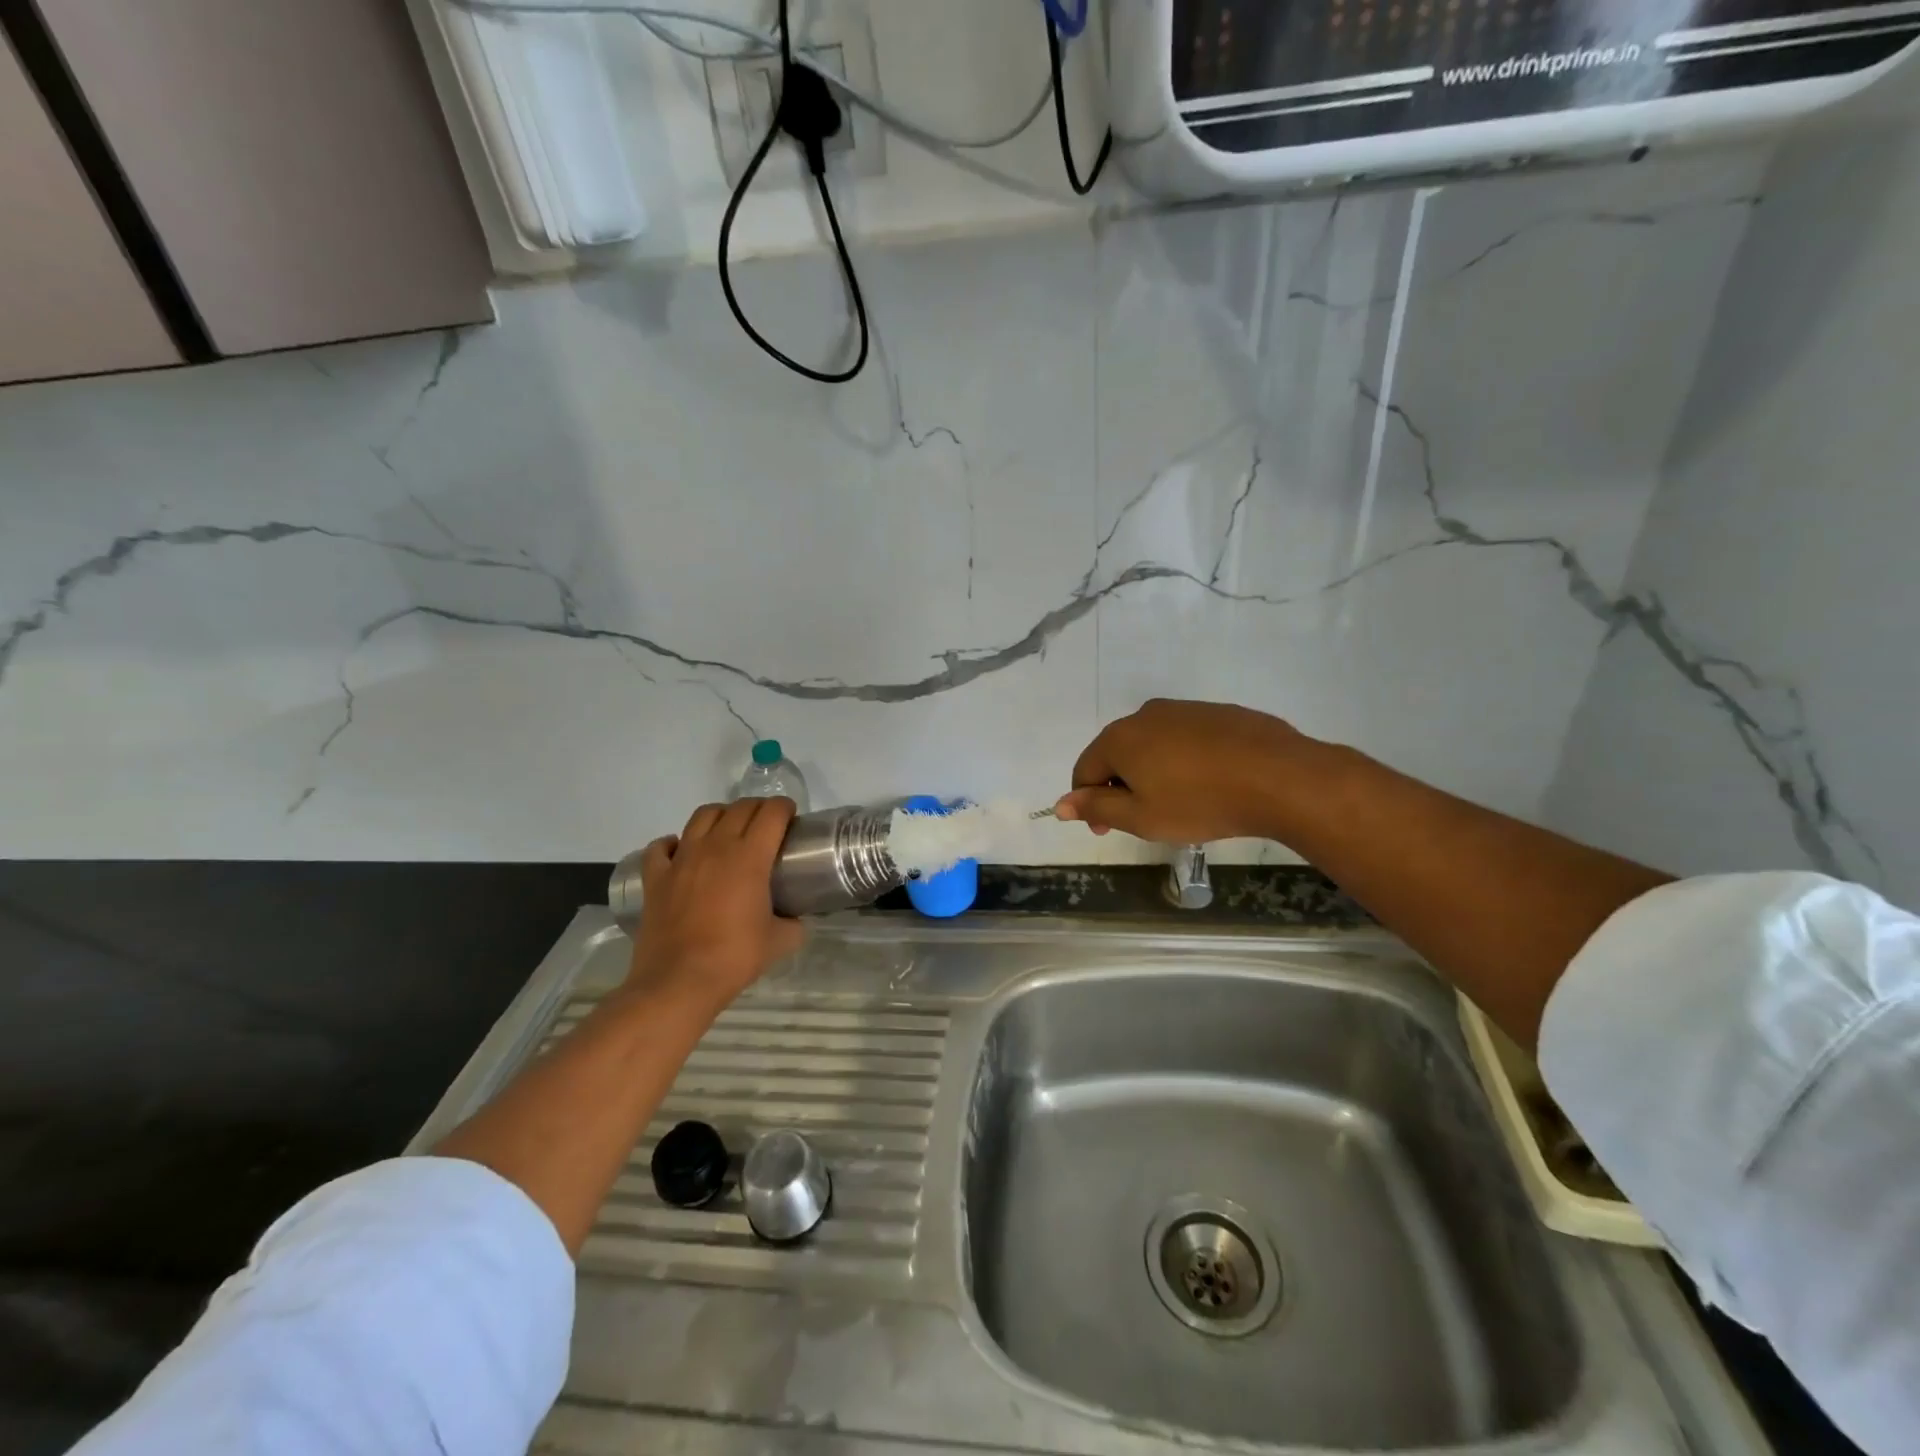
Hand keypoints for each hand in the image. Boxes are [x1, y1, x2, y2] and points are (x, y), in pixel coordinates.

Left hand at [629, 798, 805, 1014]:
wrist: (678, 982)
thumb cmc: (734, 957)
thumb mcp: (779, 942)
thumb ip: (793, 924)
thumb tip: (795, 920)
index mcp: (750, 857)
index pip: (771, 814)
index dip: (784, 808)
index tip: (791, 817)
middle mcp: (715, 847)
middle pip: (739, 808)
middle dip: (758, 808)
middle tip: (767, 825)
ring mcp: (681, 859)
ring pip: (702, 816)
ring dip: (720, 815)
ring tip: (728, 830)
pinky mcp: (655, 877)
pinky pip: (661, 846)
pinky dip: (673, 843)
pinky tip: (681, 852)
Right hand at [1054, 699, 1305, 842]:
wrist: (1278, 777)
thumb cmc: (1199, 802)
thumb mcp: (1141, 817)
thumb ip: (1097, 807)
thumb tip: (1061, 804)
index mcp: (1119, 738)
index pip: (1084, 770)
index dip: (1088, 803)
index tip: (1107, 830)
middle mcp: (1145, 715)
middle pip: (1117, 754)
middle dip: (1120, 786)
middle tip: (1143, 819)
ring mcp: (1184, 710)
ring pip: (1152, 745)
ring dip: (1152, 772)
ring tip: (1179, 803)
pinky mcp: (1217, 713)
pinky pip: (1185, 739)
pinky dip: (1183, 761)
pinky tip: (1208, 784)